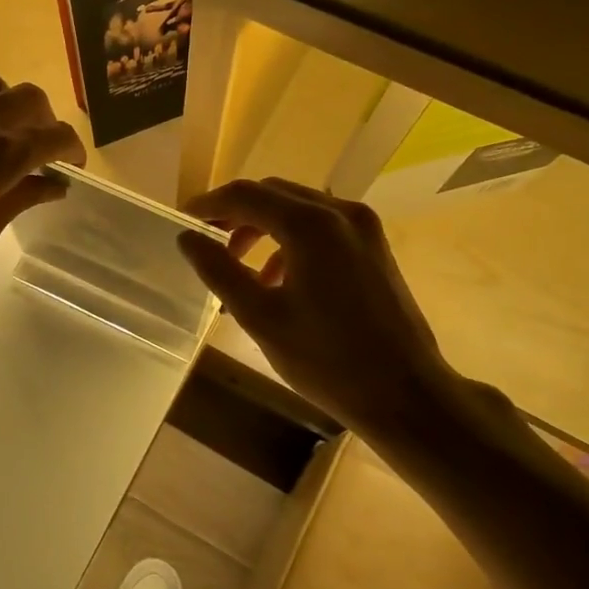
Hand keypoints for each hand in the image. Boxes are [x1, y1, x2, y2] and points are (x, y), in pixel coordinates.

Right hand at [179, 178, 463, 434]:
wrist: (406, 394)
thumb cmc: (326, 359)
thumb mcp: (260, 316)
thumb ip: (219, 270)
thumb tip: (187, 238)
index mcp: (310, 225)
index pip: (246, 195)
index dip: (209, 205)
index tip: (182, 220)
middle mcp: (340, 213)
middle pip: (273, 194)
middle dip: (235, 212)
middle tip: (205, 238)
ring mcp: (363, 228)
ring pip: (298, 208)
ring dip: (262, 226)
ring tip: (237, 263)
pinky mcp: (374, 247)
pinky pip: (322, 226)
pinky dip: (291, 240)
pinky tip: (276, 278)